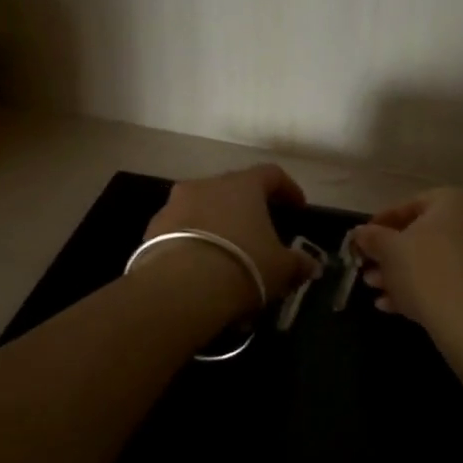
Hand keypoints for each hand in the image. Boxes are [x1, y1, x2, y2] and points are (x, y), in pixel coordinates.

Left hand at [142, 164, 320, 316]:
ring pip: (202, 208)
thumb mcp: (281, 268)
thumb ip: (298, 263)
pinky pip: (180, 230)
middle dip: (247, 208)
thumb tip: (311, 265)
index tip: (297, 207)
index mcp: (242, 185)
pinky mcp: (151, 229)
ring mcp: (174, 204)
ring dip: (216, 224)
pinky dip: (193, 242)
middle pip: (232, 189)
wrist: (181, 288)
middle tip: (260, 232)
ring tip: (227, 253)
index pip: (271, 174)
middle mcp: (206, 184)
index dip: (287, 189)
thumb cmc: (243, 265)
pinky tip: (200, 268)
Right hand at [353, 188, 462, 328]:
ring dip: (404, 274)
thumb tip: (360, 233)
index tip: (362, 241)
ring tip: (376, 292)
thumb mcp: (389, 250)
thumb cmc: (427, 270)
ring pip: (439, 259)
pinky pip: (454, 278)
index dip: (381, 224)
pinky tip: (396, 306)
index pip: (411, 205)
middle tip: (368, 270)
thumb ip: (372, 237)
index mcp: (458, 199)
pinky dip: (427, 287)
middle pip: (426, 235)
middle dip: (392, 256)